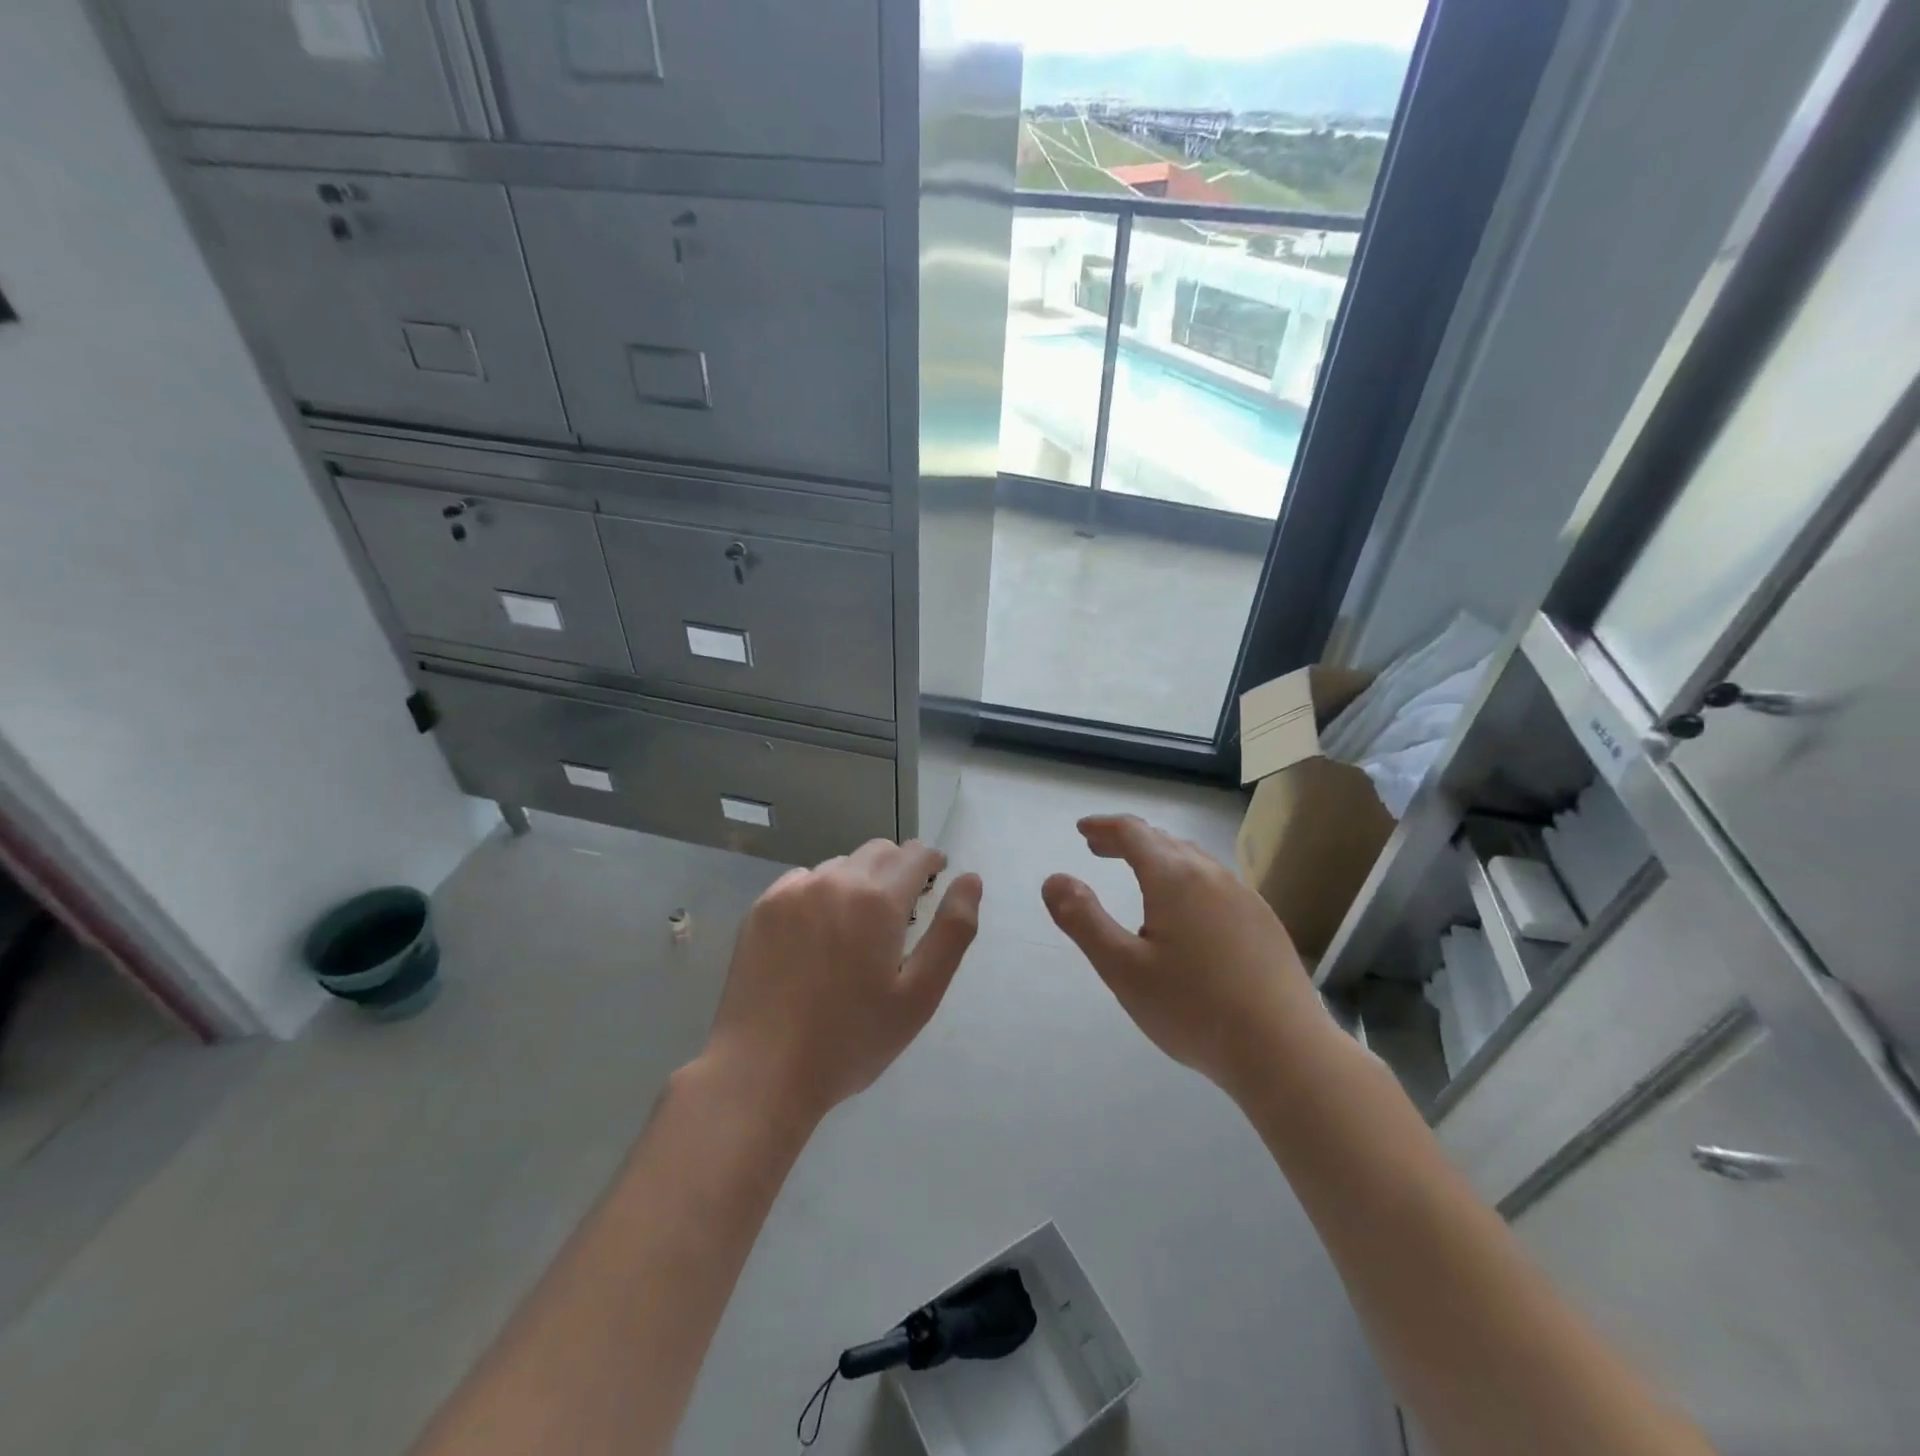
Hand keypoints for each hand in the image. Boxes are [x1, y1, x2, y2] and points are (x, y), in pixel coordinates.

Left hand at [702, 840, 981, 1127]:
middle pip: (878, 852)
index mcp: (877, 900)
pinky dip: (819, 895)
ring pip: (839, 866)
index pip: (915, 854)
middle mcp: (834, 880)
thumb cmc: (851, 1040)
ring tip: (854, 931)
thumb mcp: (919, 996)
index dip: (931, 862)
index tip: (934, 882)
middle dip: (897, 870)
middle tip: (899, 914)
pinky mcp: (761, 908)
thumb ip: (952, 931)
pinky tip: (815, 938)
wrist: (761, 1071)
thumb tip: (970, 879)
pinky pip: (802, 882)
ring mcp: (792, 891)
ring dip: (857, 883)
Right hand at [1042, 815, 1332, 1099]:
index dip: (1104, 827)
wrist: (1285, 1052)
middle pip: (1164, 841)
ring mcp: (1245, 897)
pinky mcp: (1265, 922)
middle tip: (1100, 850)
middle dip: (1128, 840)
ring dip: (1160, 858)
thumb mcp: (1122, 968)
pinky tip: (1188, 913)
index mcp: (1175, 878)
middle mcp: (1212, 875)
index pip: (1133, 832)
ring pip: (1194, 861)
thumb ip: (1083, 919)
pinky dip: (1188, 880)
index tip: (1082, 830)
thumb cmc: (1193, 1009)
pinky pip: (1217, 883)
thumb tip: (1053, 879)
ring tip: (1140, 876)